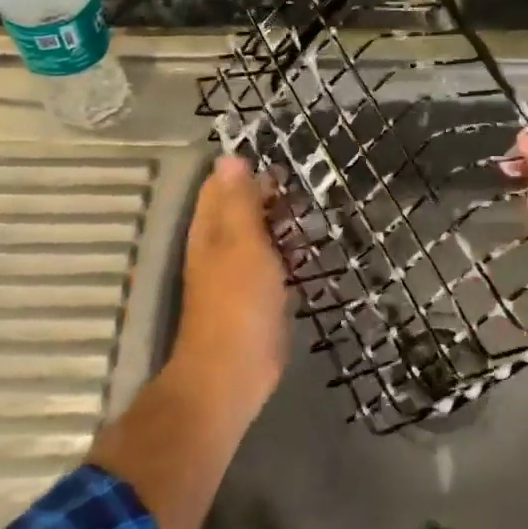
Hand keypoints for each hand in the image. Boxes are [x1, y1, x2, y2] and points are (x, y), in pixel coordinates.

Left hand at [170, 156, 293, 417]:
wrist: (234, 372)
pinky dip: (290, 252)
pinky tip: (313, 249)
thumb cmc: (238, 301)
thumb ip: (239, 201)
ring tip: (316, 211)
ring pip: (261, 236)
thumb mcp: (242, 242)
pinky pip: (275, 263)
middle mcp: (220, 247)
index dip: (248, 170)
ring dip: (283, 223)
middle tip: (309, 186)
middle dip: (271, 195)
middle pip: (243, 209)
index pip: (222, 186)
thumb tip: (230, 157)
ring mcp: (239, 274)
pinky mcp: (259, 297)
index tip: (284, 163)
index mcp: (210, 230)